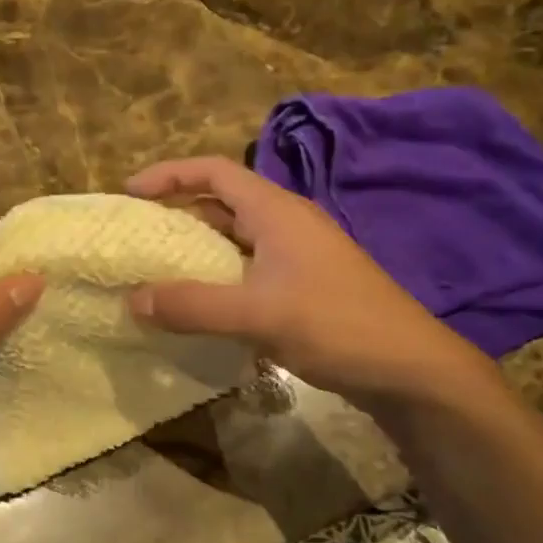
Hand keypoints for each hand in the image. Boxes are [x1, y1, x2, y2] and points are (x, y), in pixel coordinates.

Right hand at [125, 157, 494, 410]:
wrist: (412, 371)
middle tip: (136, 234)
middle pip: (221, 202)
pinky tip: (198, 304)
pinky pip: (247, 269)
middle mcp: (285, 224)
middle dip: (176, 212)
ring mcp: (297, 256)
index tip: (130, 193)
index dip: (169, 174)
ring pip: (234, 239)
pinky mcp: (303, 286)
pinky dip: (216, 277)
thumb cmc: (337, 325)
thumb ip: (192, 305)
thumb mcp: (257, 314)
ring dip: (195, 249)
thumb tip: (132, 300)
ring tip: (156, 269)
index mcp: (276, 211)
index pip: (214, 171)